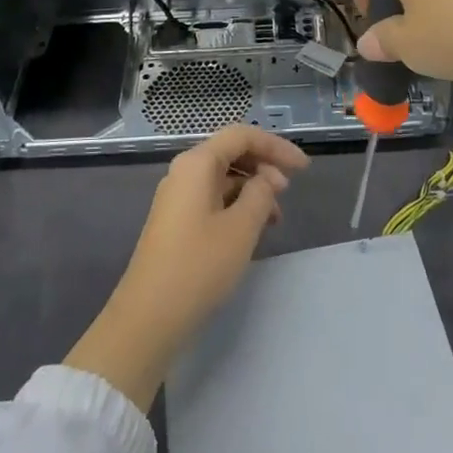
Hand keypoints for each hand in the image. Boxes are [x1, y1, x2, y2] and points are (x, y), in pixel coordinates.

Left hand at [64, 126, 306, 410]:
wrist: (149, 317)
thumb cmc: (199, 266)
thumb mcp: (242, 228)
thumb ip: (261, 194)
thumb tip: (266, 179)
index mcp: (197, 163)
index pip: (242, 136)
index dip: (276, 146)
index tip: (304, 168)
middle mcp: (184, 172)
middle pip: (231, 153)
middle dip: (264, 166)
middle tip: (288, 192)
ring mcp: (177, 197)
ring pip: (223, 177)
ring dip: (252, 188)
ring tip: (275, 217)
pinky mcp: (176, 221)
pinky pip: (213, 197)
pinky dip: (236, 205)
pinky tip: (252, 229)